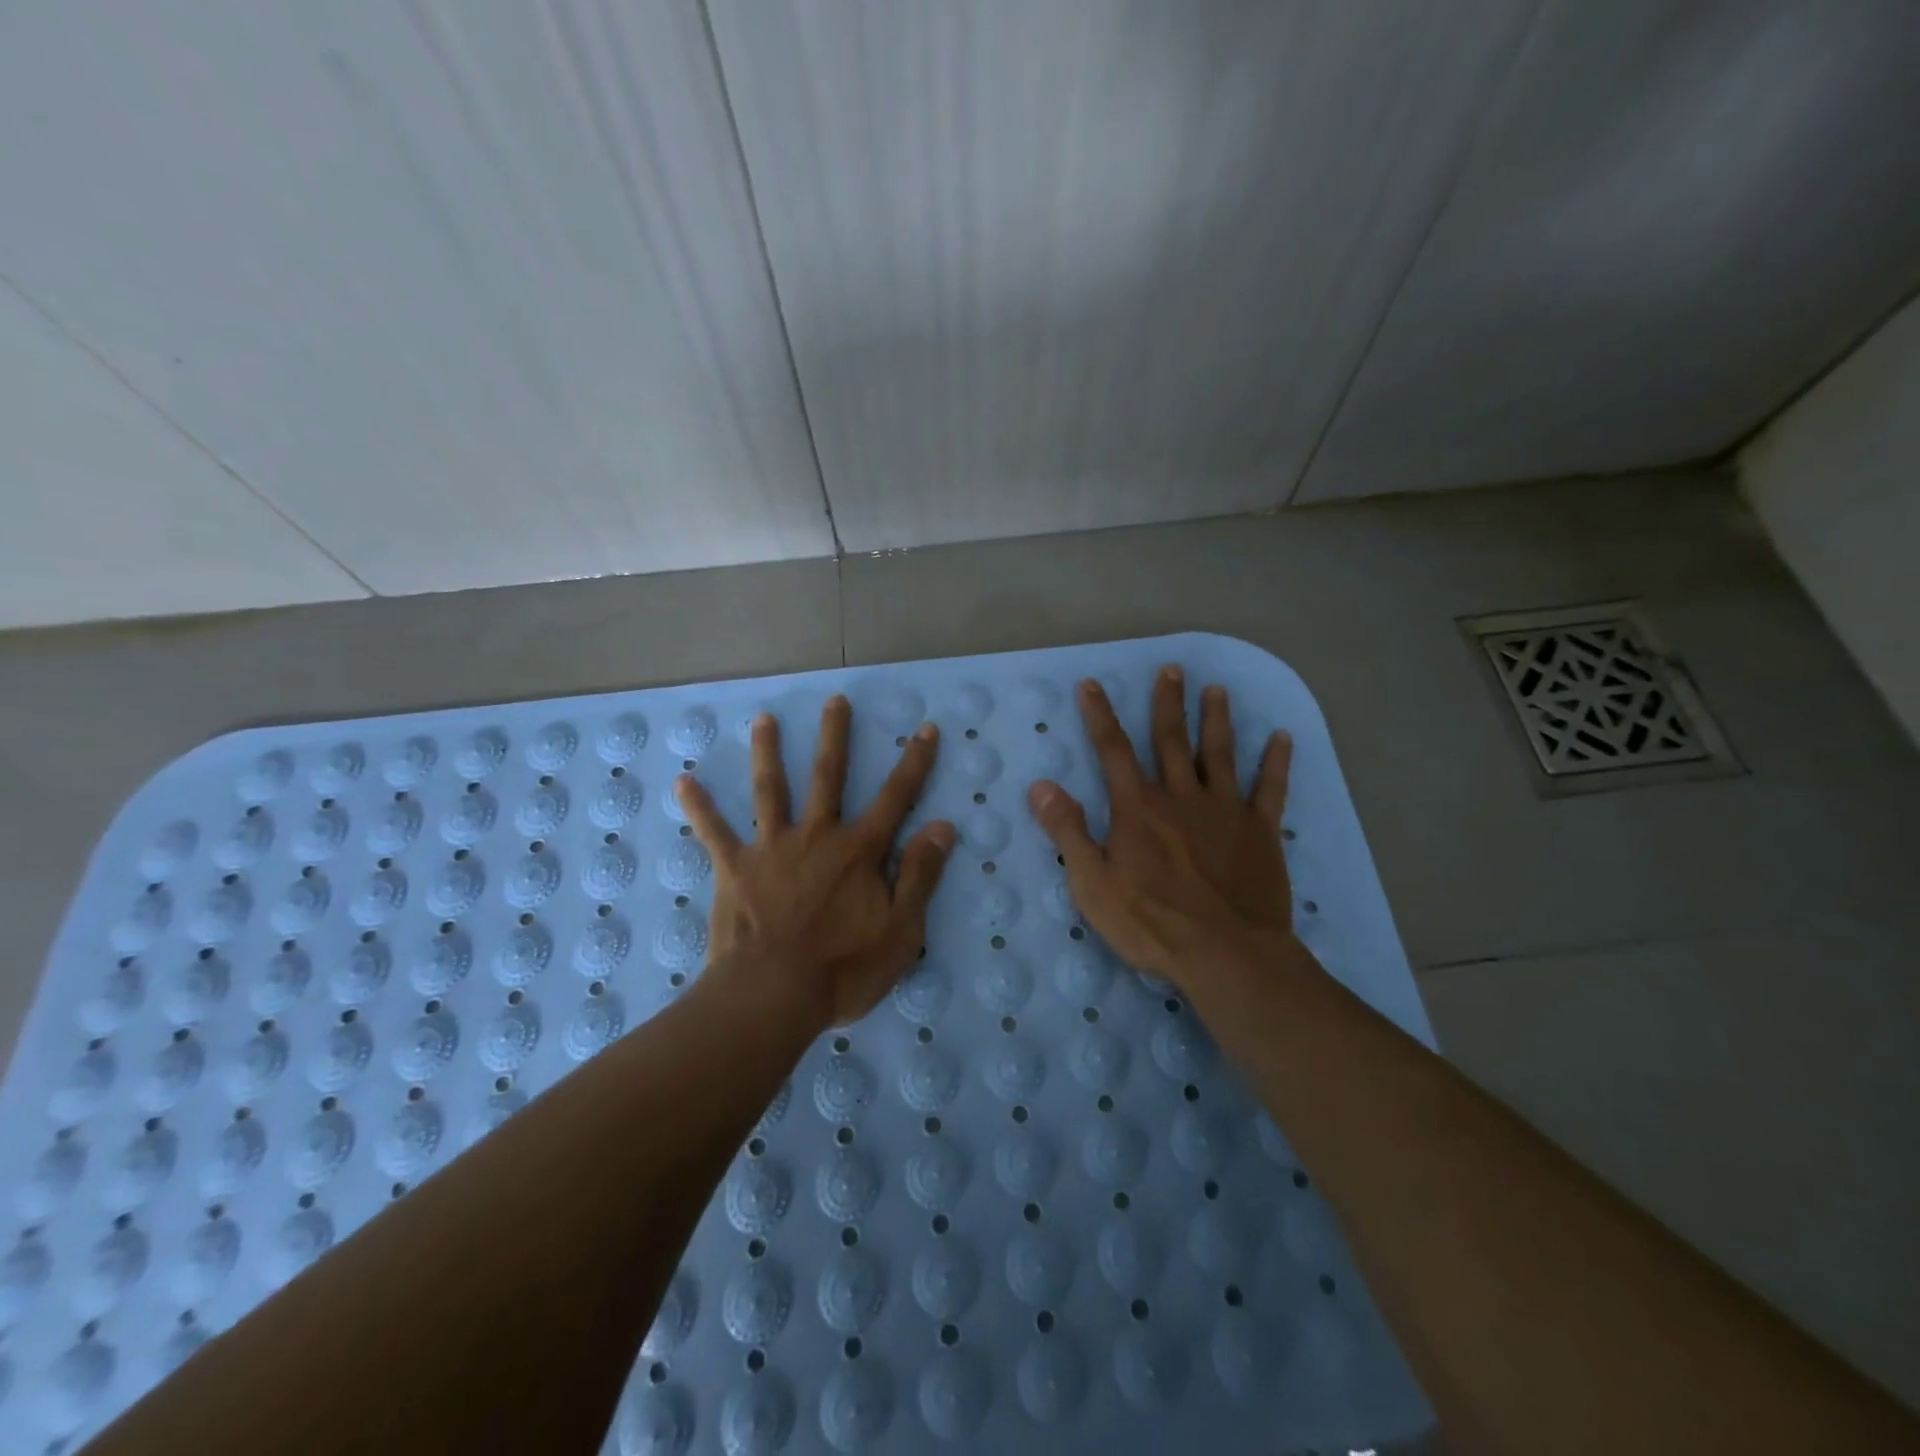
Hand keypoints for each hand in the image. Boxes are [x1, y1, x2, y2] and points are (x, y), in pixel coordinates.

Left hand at [675, 696, 955, 1030]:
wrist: (772, 996)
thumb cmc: (843, 969)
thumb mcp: (901, 930)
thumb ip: (920, 874)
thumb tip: (943, 825)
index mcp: (859, 850)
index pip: (896, 797)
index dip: (915, 763)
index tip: (926, 729)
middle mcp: (817, 836)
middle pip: (828, 776)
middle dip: (835, 736)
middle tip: (835, 699)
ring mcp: (772, 848)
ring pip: (770, 790)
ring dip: (767, 753)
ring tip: (763, 720)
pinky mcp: (735, 868)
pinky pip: (714, 832)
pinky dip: (699, 807)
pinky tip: (682, 781)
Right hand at [1028, 666, 1293, 986]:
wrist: (1226, 955)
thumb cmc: (1152, 923)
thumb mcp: (1092, 883)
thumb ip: (1067, 831)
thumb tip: (1041, 785)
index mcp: (1138, 808)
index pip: (1113, 750)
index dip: (1100, 715)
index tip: (1092, 684)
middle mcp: (1181, 797)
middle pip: (1171, 740)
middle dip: (1168, 703)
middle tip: (1171, 670)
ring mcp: (1225, 811)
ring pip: (1220, 754)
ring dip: (1217, 720)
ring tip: (1217, 689)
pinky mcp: (1260, 831)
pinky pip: (1270, 789)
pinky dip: (1276, 762)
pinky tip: (1282, 738)